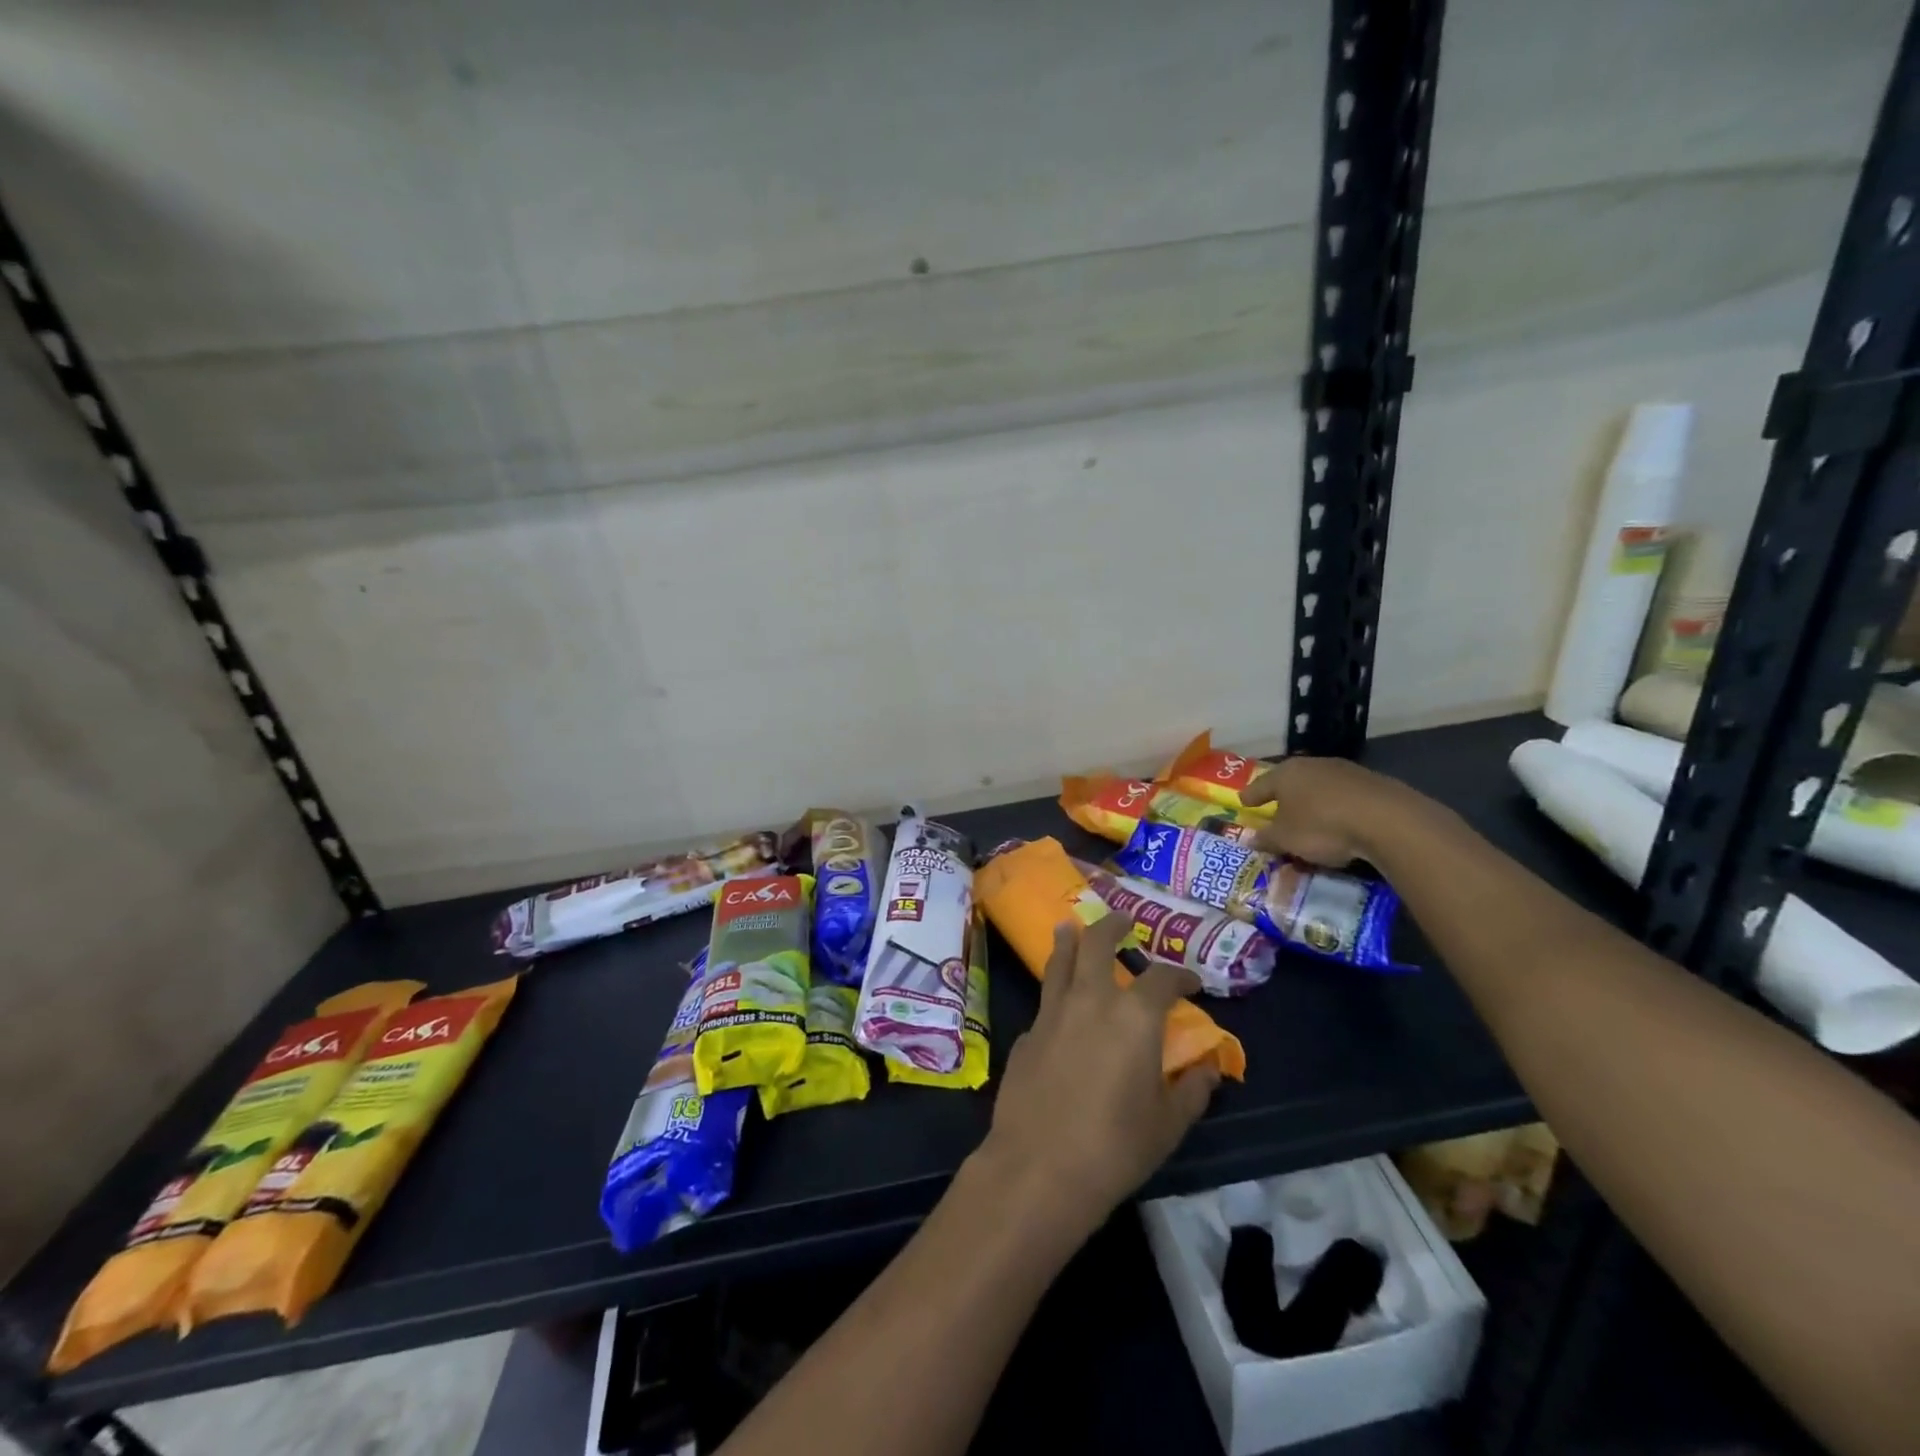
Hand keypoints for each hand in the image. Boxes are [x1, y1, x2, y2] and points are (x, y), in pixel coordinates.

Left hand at [977, 914, 1219, 1238]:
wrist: (1038, 1167)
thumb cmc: (1115, 1147)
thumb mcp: (1167, 1124)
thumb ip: (1191, 1090)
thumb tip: (1208, 1069)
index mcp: (1134, 1016)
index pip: (1163, 978)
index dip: (1181, 975)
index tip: (1191, 982)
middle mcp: (1091, 999)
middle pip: (1098, 943)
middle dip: (1112, 926)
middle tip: (1123, 920)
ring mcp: (1052, 1012)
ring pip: (1060, 959)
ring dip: (1069, 939)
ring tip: (1071, 927)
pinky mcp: (1026, 1032)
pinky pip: (1045, 999)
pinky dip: (1055, 989)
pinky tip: (1058, 1003)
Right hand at [1243, 755, 1399, 866]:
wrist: (1387, 820)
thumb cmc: (1322, 826)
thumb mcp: (1286, 839)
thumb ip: (1266, 838)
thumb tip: (1249, 839)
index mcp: (1286, 774)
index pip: (1261, 784)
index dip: (1251, 795)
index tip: (1244, 802)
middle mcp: (1313, 765)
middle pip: (1291, 782)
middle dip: (1283, 797)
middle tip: (1276, 810)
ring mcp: (1345, 771)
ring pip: (1319, 787)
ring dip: (1312, 802)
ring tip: (1310, 819)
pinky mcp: (1372, 783)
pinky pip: (1344, 797)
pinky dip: (1337, 808)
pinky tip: (1340, 822)